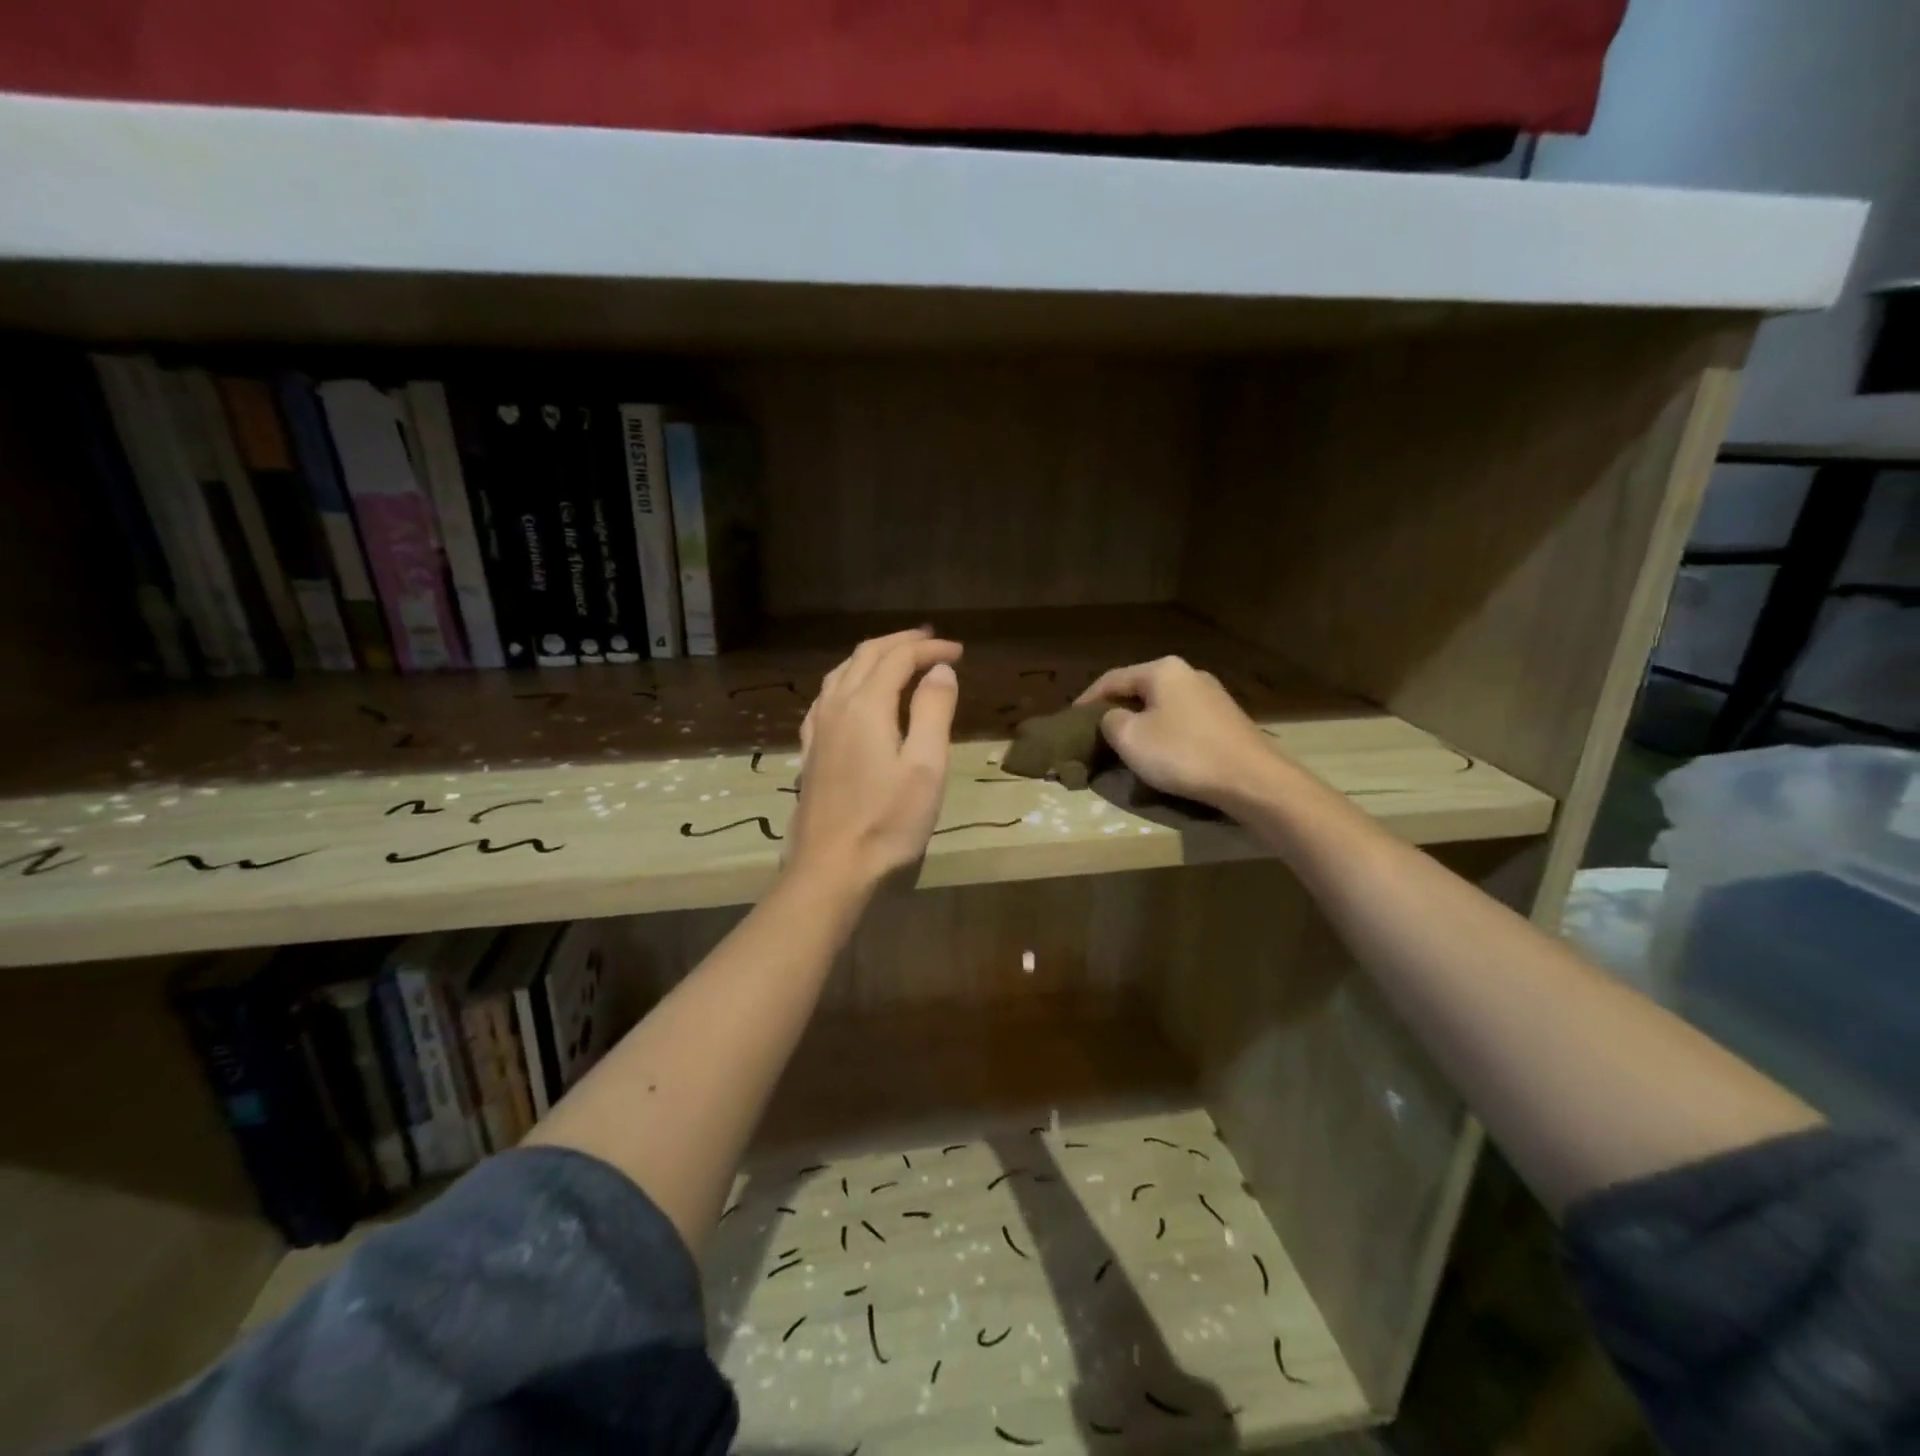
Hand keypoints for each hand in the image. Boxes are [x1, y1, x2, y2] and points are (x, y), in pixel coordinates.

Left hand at [787, 628, 962, 890]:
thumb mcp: (925, 766)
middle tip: (932, 642)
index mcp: (866, 706)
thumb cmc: (888, 821)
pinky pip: (826, 697)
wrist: (832, 868)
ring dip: (873, 657)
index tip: (959, 652)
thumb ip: (933, 711)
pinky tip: (853, 695)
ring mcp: (818, 729)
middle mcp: (836, 707)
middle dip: (900, 643)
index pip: (898, 658)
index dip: (929, 649)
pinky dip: (848, 681)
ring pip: (842, 673)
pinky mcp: (810, 751)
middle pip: (866, 656)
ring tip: (898, 659)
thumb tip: (940, 669)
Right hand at [1077, 656, 1279, 809]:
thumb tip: (1113, 718)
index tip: (1070, 720)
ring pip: (1163, 706)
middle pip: (1140, 690)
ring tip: (1126, 745)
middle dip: (1116, 710)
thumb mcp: (1129, 738)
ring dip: (1141, 723)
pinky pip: (1183, 721)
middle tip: (1096, 733)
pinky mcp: (1227, 719)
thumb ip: (1110, 721)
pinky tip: (1161, 753)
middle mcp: (1189, 673)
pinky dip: (1165, 733)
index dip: (1087, 700)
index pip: (1112, 679)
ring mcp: (1212, 695)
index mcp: (1162, 670)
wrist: (1252, 779)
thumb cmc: (1183, 753)